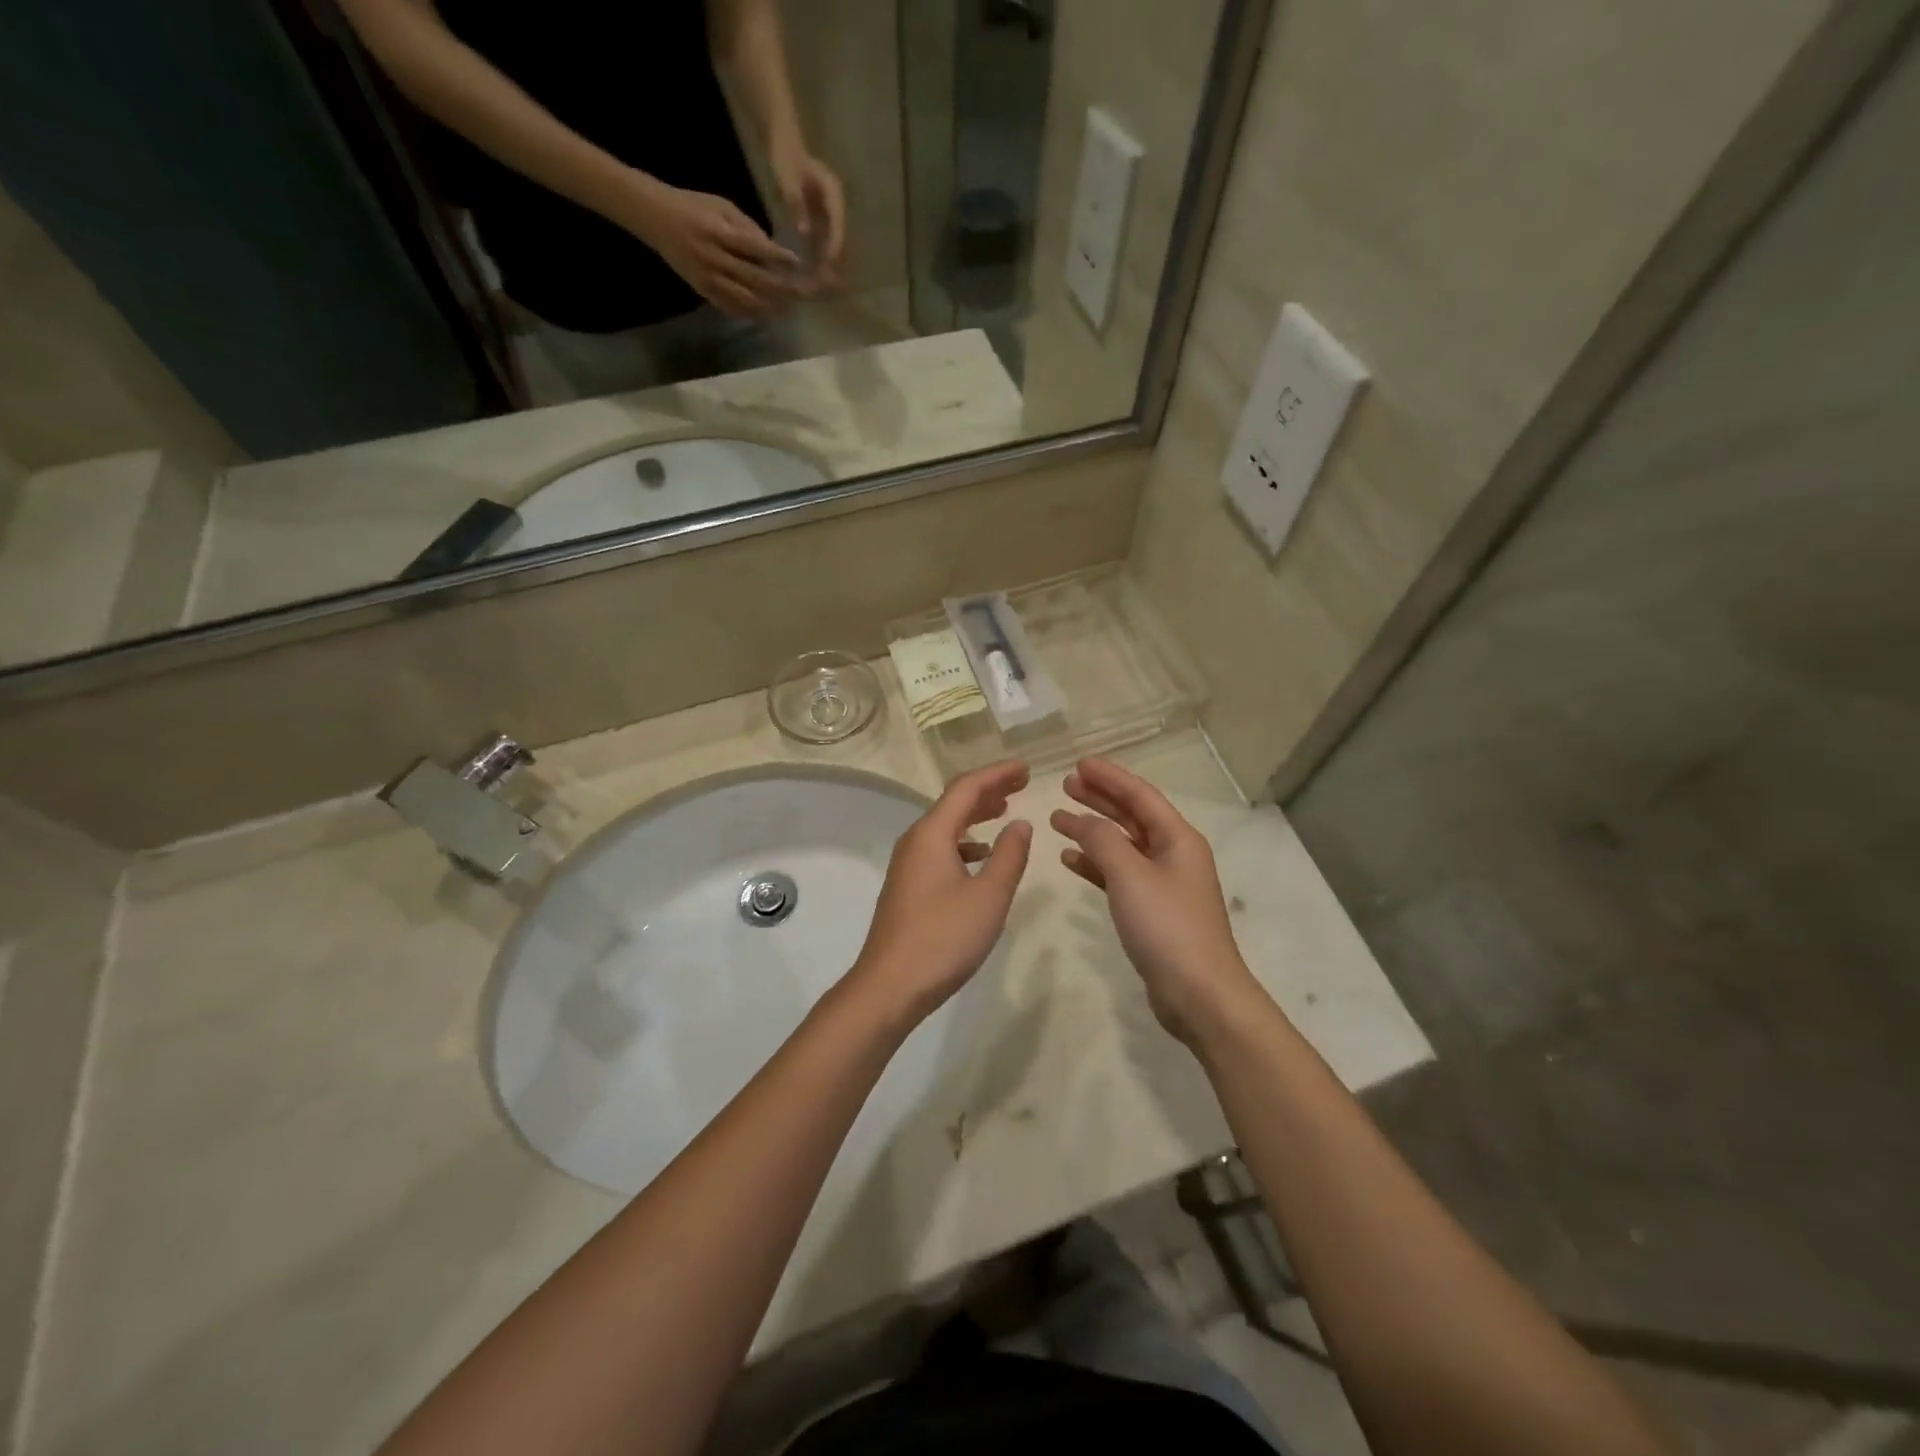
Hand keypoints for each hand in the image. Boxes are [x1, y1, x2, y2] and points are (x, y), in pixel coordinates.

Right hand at [626, 180, 800, 319]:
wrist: (654, 218)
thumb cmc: (692, 206)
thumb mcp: (720, 205)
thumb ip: (748, 227)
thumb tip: (774, 250)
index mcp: (717, 231)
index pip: (753, 246)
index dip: (776, 256)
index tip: (796, 263)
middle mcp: (713, 257)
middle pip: (753, 278)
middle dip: (780, 288)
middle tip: (801, 294)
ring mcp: (707, 278)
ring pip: (744, 298)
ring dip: (769, 306)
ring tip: (788, 309)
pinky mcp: (702, 291)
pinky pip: (730, 307)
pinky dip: (750, 313)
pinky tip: (765, 315)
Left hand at [769, 139, 846, 291]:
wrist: (784, 144)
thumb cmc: (785, 156)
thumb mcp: (788, 178)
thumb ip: (796, 204)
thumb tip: (805, 232)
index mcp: (833, 194)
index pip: (838, 224)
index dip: (835, 245)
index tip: (830, 264)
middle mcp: (836, 207)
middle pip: (840, 238)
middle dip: (835, 261)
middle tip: (829, 283)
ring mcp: (829, 214)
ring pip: (834, 244)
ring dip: (829, 264)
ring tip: (823, 284)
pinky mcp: (821, 220)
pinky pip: (823, 242)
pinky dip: (820, 258)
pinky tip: (814, 274)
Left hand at [848, 762, 1033, 1024]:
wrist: (889, 986)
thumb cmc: (943, 938)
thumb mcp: (989, 896)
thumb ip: (1009, 855)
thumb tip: (1020, 823)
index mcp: (931, 834)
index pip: (966, 788)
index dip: (998, 774)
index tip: (1026, 769)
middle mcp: (915, 841)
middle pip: (953, 803)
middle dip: (988, 790)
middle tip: (1021, 784)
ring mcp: (908, 865)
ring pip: (946, 827)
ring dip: (976, 816)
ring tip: (1005, 812)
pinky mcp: (908, 887)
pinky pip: (940, 849)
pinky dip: (965, 844)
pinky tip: (981, 858)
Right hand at [1050, 758, 1262, 1044]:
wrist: (1199, 994)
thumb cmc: (1167, 926)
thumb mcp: (1131, 875)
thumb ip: (1102, 840)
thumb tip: (1081, 819)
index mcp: (1178, 838)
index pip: (1140, 795)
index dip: (1110, 777)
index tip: (1078, 764)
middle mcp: (1173, 854)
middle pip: (1132, 816)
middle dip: (1100, 799)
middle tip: (1066, 785)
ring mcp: (1163, 884)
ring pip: (1123, 845)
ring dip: (1092, 831)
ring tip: (1058, 819)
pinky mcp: (1152, 910)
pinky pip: (1119, 875)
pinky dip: (1096, 865)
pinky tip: (1070, 860)